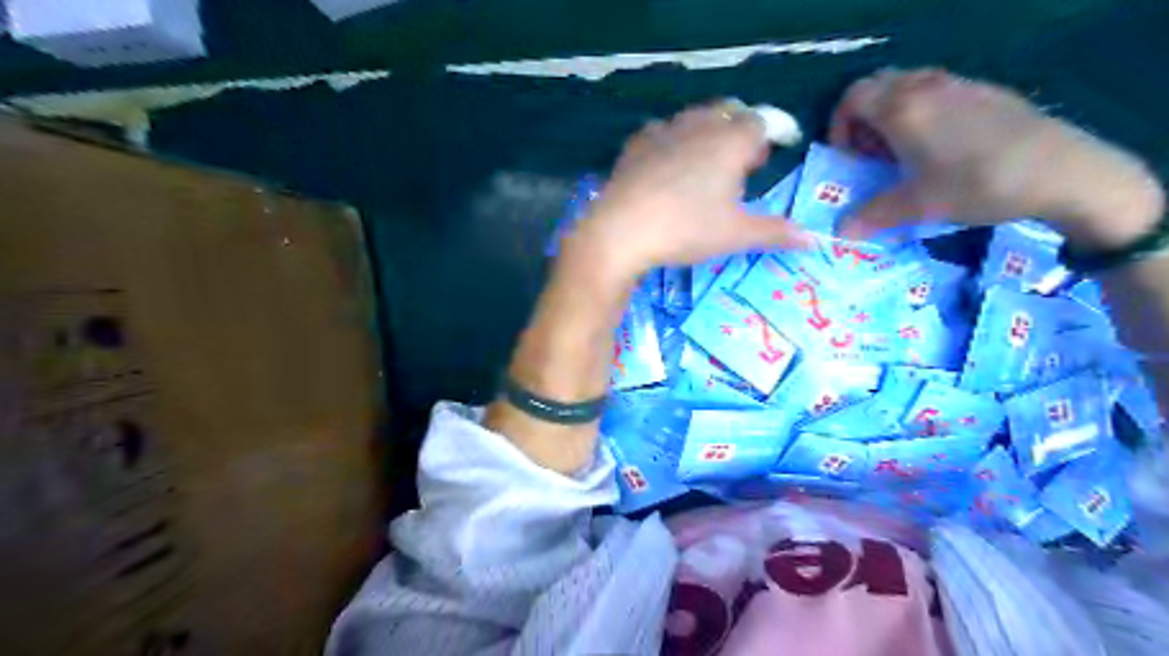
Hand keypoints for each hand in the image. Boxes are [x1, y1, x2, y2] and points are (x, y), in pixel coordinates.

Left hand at [561, 99, 810, 281]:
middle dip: (743, 130)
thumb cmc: (686, 229)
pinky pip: (664, 131)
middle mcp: (700, 125)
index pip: (763, 122)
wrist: (621, 230)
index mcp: (731, 141)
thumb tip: (812, 240)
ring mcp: (664, 131)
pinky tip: (670, 163)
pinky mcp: (636, 144)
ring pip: (696, 117)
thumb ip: (775, 233)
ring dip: (710, 131)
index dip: (776, 131)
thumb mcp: (735, 235)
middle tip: (746, 160)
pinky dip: (676, 140)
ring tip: (710, 163)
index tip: (782, 145)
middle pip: (730, 112)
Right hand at [824, 66, 1163, 247]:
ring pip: (907, 87)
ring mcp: (959, 84)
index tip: (849, 157)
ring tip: (903, 154)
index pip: (851, 98)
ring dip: (891, 116)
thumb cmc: (975, 184)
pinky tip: (941, 148)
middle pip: (876, 87)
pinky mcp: (985, 92)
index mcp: (901, 108)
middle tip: (871, 155)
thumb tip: (842, 230)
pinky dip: (921, 113)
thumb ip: (871, 216)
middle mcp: (926, 86)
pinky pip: (936, 92)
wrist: (1060, 171)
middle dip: (863, 120)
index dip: (839, 126)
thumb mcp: (916, 206)